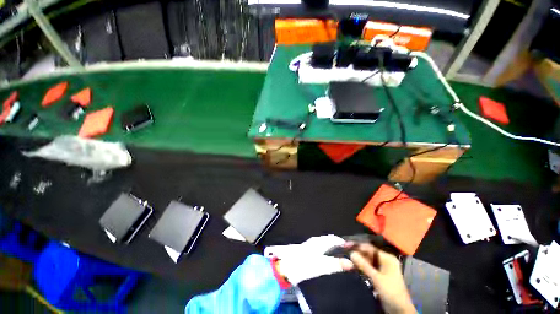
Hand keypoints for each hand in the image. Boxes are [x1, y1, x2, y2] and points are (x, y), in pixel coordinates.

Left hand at [269, 235, 353, 285]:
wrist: (287, 266)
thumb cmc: (304, 265)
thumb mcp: (321, 266)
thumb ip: (336, 264)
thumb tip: (350, 263)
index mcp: (319, 242)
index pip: (333, 238)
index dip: (342, 242)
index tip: (350, 246)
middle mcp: (315, 241)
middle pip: (328, 239)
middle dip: (337, 243)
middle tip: (345, 249)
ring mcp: (309, 244)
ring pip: (323, 242)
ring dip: (330, 245)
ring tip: (337, 252)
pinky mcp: (306, 249)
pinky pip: (318, 246)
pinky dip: (324, 248)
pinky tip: (324, 255)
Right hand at [349, 243, 415, 313]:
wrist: (400, 311)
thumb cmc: (392, 292)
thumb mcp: (377, 279)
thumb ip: (364, 265)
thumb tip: (351, 253)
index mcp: (387, 258)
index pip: (369, 248)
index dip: (357, 246)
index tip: (345, 245)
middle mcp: (383, 261)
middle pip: (366, 255)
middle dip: (355, 255)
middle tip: (342, 254)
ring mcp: (380, 270)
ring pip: (365, 262)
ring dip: (355, 263)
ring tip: (343, 262)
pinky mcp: (377, 277)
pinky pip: (366, 270)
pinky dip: (358, 269)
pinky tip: (349, 268)